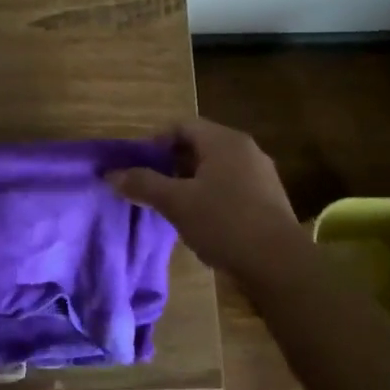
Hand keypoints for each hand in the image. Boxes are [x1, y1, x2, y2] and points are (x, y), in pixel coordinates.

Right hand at [109, 118, 304, 279]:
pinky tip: (200, 221)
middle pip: (199, 145)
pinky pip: (231, 186)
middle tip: (150, 186)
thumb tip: (111, 175)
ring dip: (190, 182)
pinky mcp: (269, 199)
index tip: (138, 166)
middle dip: (171, 164)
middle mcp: (245, 149)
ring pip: (216, 168)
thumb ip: (143, 184)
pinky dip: (211, 196)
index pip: (182, 126)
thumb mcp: (176, 203)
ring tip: (171, 206)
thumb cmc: (224, 222)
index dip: (155, 142)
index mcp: (224, 140)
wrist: (279, 264)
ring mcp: (261, 174)